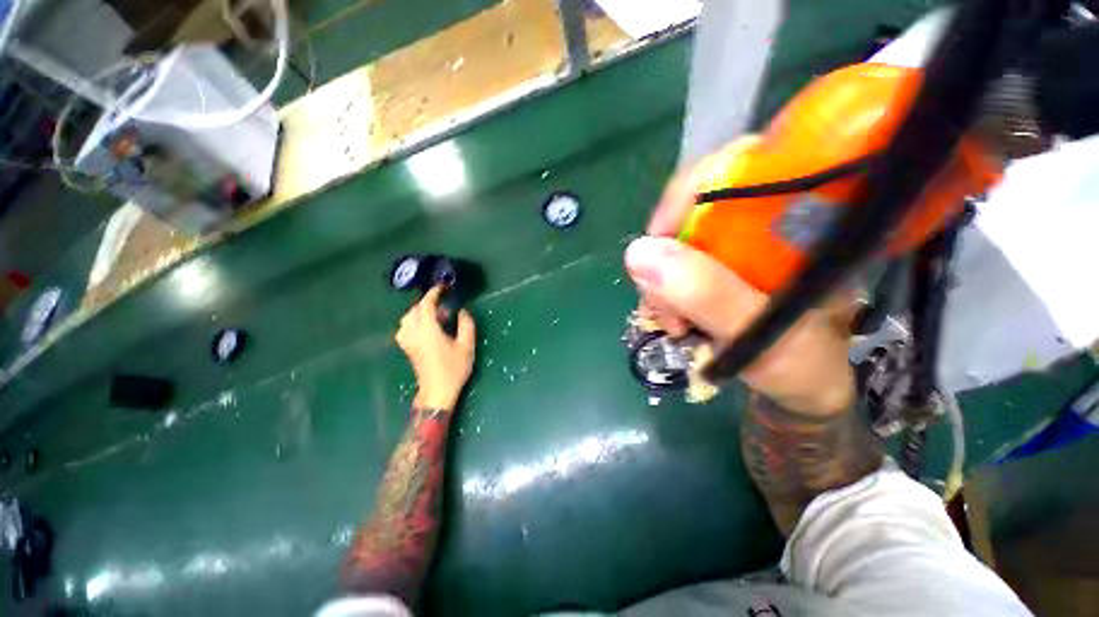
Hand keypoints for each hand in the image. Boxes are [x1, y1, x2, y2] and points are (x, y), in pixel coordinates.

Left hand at [395, 286, 475, 409]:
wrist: (437, 392)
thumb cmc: (453, 369)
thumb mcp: (466, 346)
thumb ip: (466, 325)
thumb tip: (462, 311)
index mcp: (428, 331)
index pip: (426, 306)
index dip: (433, 294)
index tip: (442, 288)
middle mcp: (414, 334)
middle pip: (414, 310)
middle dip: (427, 303)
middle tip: (443, 305)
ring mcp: (408, 342)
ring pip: (406, 319)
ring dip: (419, 312)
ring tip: (435, 316)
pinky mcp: (407, 349)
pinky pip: (405, 329)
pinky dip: (413, 322)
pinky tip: (425, 328)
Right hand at [625, 166, 856, 414]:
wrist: (799, 388)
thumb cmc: (803, 366)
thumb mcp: (763, 335)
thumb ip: (709, 295)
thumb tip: (639, 252)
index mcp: (805, 216)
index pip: (741, 164)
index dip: (687, 194)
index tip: (658, 245)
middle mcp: (767, 220)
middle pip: (693, 206)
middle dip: (665, 254)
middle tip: (666, 304)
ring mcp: (736, 243)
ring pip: (675, 239)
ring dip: (660, 281)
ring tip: (672, 322)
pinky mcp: (716, 264)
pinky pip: (671, 264)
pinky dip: (661, 291)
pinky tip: (672, 317)